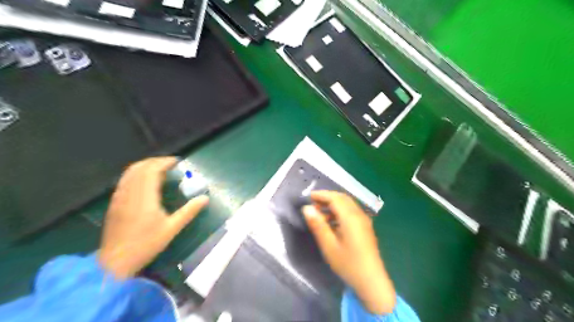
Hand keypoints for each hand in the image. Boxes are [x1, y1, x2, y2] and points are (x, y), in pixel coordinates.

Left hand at [99, 158, 210, 280]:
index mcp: (144, 197)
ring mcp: (119, 197)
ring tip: (159, 169)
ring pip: (129, 173)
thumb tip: (205, 198)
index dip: (164, 162)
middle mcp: (129, 193)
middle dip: (155, 161)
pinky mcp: (114, 203)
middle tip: (170, 164)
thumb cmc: (146, 244)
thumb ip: (189, 211)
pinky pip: (124, 180)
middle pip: (140, 167)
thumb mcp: (172, 228)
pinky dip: (136, 174)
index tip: (177, 162)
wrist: (115, 262)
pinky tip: (144, 182)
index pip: (152, 170)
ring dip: (145, 166)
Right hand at [302, 191, 397, 313]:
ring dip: (334, 204)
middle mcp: (359, 215)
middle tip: (313, 204)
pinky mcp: (365, 227)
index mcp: (350, 217)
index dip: (321, 195)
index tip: (308, 197)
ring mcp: (364, 221)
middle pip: (342, 198)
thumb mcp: (328, 245)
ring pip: (348, 204)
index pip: (335, 198)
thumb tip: (306, 208)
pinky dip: (340, 211)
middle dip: (327, 198)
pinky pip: (352, 212)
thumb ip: (317, 225)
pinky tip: (332, 223)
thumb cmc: (348, 263)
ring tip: (320, 214)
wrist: (371, 281)